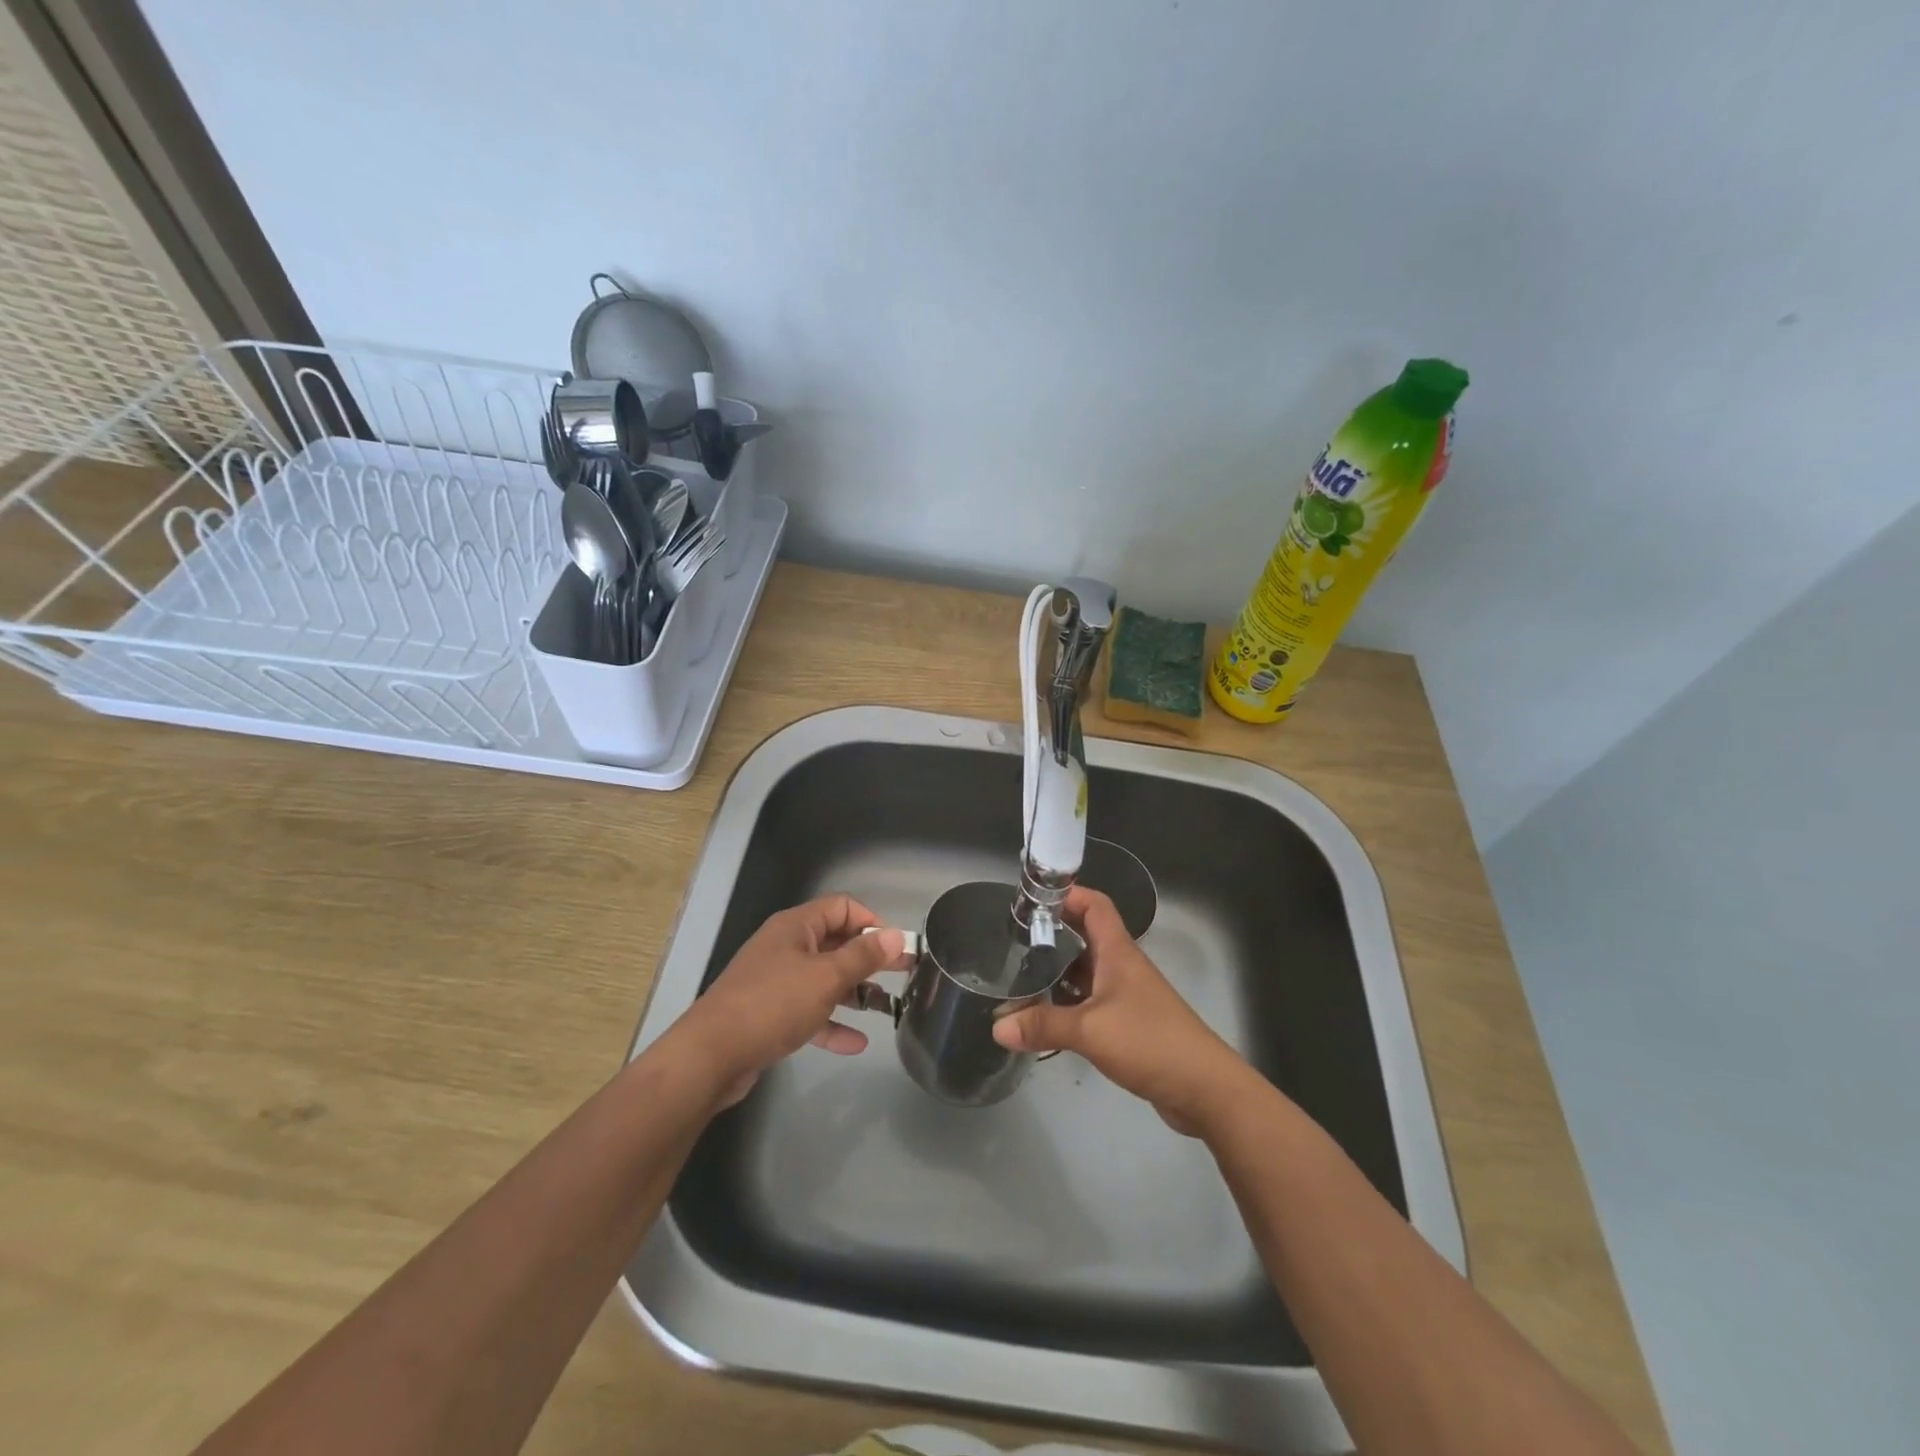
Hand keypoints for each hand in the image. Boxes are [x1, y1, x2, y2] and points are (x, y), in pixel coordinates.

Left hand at [670, 894, 909, 1107]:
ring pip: (823, 979)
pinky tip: (857, 1043)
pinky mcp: (769, 1014)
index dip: (872, 921)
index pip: (841, 907)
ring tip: (886, 1009)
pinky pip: (808, 1012)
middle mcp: (785, 947)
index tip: (896, 946)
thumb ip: (863, 956)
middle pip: (835, 943)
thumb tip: (896, 935)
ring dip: (854, 992)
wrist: (711, 1055)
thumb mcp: (826, 977)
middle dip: (869, 959)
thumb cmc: (773, 1004)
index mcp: (796, 927)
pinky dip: (831, 1023)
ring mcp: (775, 981)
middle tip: (903, 974)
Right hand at [992, 885, 1257, 1133]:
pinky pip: (1091, 1003)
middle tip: (1013, 944)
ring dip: (1057, 975)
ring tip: (1019, 981)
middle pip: (1085, 937)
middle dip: (1051, 936)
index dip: (1066, 895)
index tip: (1031, 901)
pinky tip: (1045, 1019)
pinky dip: (1068, 1006)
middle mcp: (1122, 967)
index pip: (1094, 905)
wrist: (1205, 1088)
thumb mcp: (1089, 1030)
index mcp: (1117, 952)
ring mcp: (1127, 996)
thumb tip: (996, 1026)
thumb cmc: (1149, 1041)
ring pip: (1086, 973)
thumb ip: (1042, 1026)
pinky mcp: (1129, 1024)